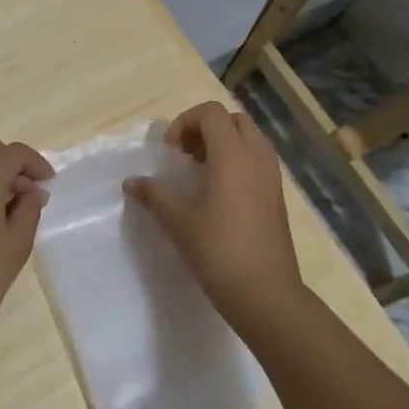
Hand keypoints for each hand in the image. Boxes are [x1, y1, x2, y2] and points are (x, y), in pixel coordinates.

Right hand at [124, 102, 302, 325]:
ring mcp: (272, 177)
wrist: (266, 294)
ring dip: (222, 144)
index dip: (185, 122)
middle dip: (205, 128)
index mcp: (233, 156)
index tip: (170, 151)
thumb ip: (154, 194)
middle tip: (184, 155)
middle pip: (233, 120)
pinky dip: (236, 161)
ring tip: (199, 171)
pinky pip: (257, 160)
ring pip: (249, 139)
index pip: (211, 113)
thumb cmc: (219, 251)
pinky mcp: (277, 196)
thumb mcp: (178, 221)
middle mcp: (257, 158)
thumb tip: (131, 182)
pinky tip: (217, 192)